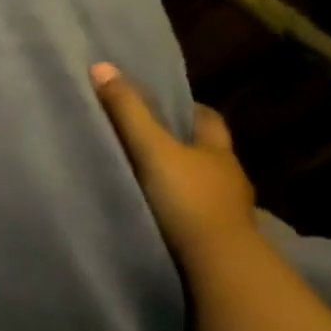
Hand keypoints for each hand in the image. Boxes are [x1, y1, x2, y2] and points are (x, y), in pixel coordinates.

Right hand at [90, 63, 254, 265]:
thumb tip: (101, 67)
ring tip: (148, 181)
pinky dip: (180, 213)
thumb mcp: (152, 150)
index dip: (189, 109)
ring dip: (182, 183)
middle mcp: (229, 178)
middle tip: (151, 143)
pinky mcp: (216, 241)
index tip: (166, 106)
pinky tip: (160, 216)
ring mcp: (227, 212)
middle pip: (207, 153)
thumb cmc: (187, 198)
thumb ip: (128, 112)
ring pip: (203, 187)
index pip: (209, 119)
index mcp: (218, 151)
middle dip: (185, 146)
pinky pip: (196, 218)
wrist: (216, 263)